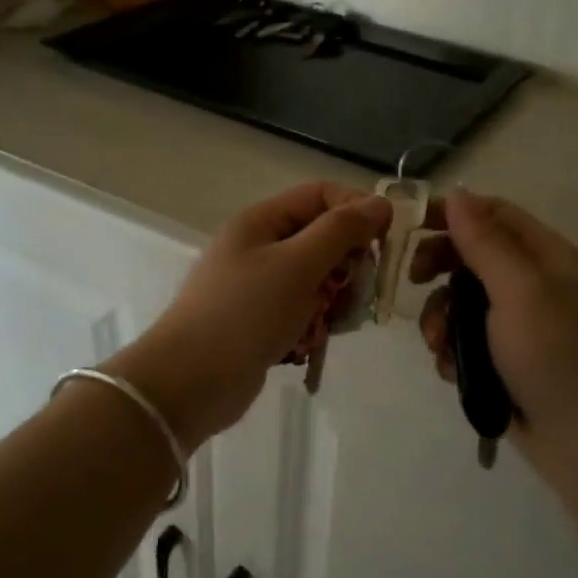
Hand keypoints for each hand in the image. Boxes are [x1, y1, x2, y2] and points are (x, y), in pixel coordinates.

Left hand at [107, 183, 391, 449]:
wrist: (191, 381)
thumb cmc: (246, 313)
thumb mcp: (298, 264)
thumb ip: (341, 231)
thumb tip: (380, 203)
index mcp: (262, 221)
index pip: (321, 195)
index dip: (356, 209)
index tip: (386, 240)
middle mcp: (259, 246)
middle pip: (321, 237)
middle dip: (348, 262)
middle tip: (360, 291)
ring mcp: (258, 285)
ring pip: (316, 277)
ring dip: (335, 297)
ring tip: (335, 322)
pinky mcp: (260, 320)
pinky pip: (302, 309)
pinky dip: (315, 321)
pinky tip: (314, 341)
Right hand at [411, 191, 577, 490]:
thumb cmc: (556, 357)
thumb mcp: (520, 291)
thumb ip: (485, 242)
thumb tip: (457, 194)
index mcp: (548, 257)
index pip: (494, 214)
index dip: (451, 213)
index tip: (407, 225)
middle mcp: (536, 284)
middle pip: (474, 256)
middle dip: (439, 267)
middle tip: (412, 281)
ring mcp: (522, 325)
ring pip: (464, 301)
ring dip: (441, 316)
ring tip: (437, 344)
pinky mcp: (508, 360)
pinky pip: (468, 339)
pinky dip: (453, 350)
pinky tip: (452, 370)